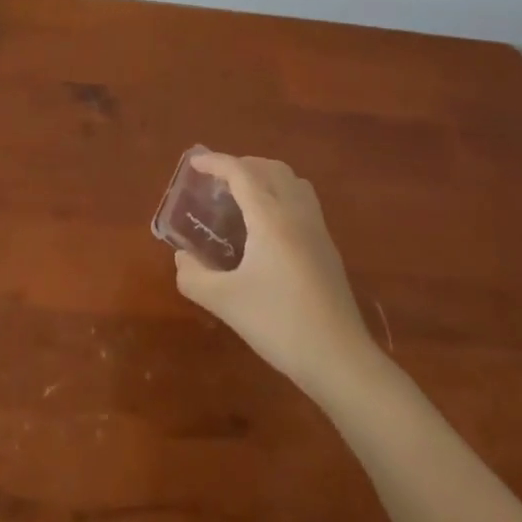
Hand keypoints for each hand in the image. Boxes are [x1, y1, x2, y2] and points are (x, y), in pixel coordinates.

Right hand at [172, 153, 374, 393]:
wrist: (340, 359)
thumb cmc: (279, 323)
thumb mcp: (226, 302)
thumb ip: (194, 277)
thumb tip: (181, 258)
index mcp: (270, 217)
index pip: (240, 172)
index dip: (215, 162)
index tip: (194, 162)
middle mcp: (296, 212)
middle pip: (269, 168)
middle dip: (241, 165)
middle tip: (216, 182)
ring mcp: (317, 229)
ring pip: (291, 181)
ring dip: (265, 176)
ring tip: (243, 196)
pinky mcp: (328, 247)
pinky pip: (303, 201)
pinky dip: (281, 194)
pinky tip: (268, 226)